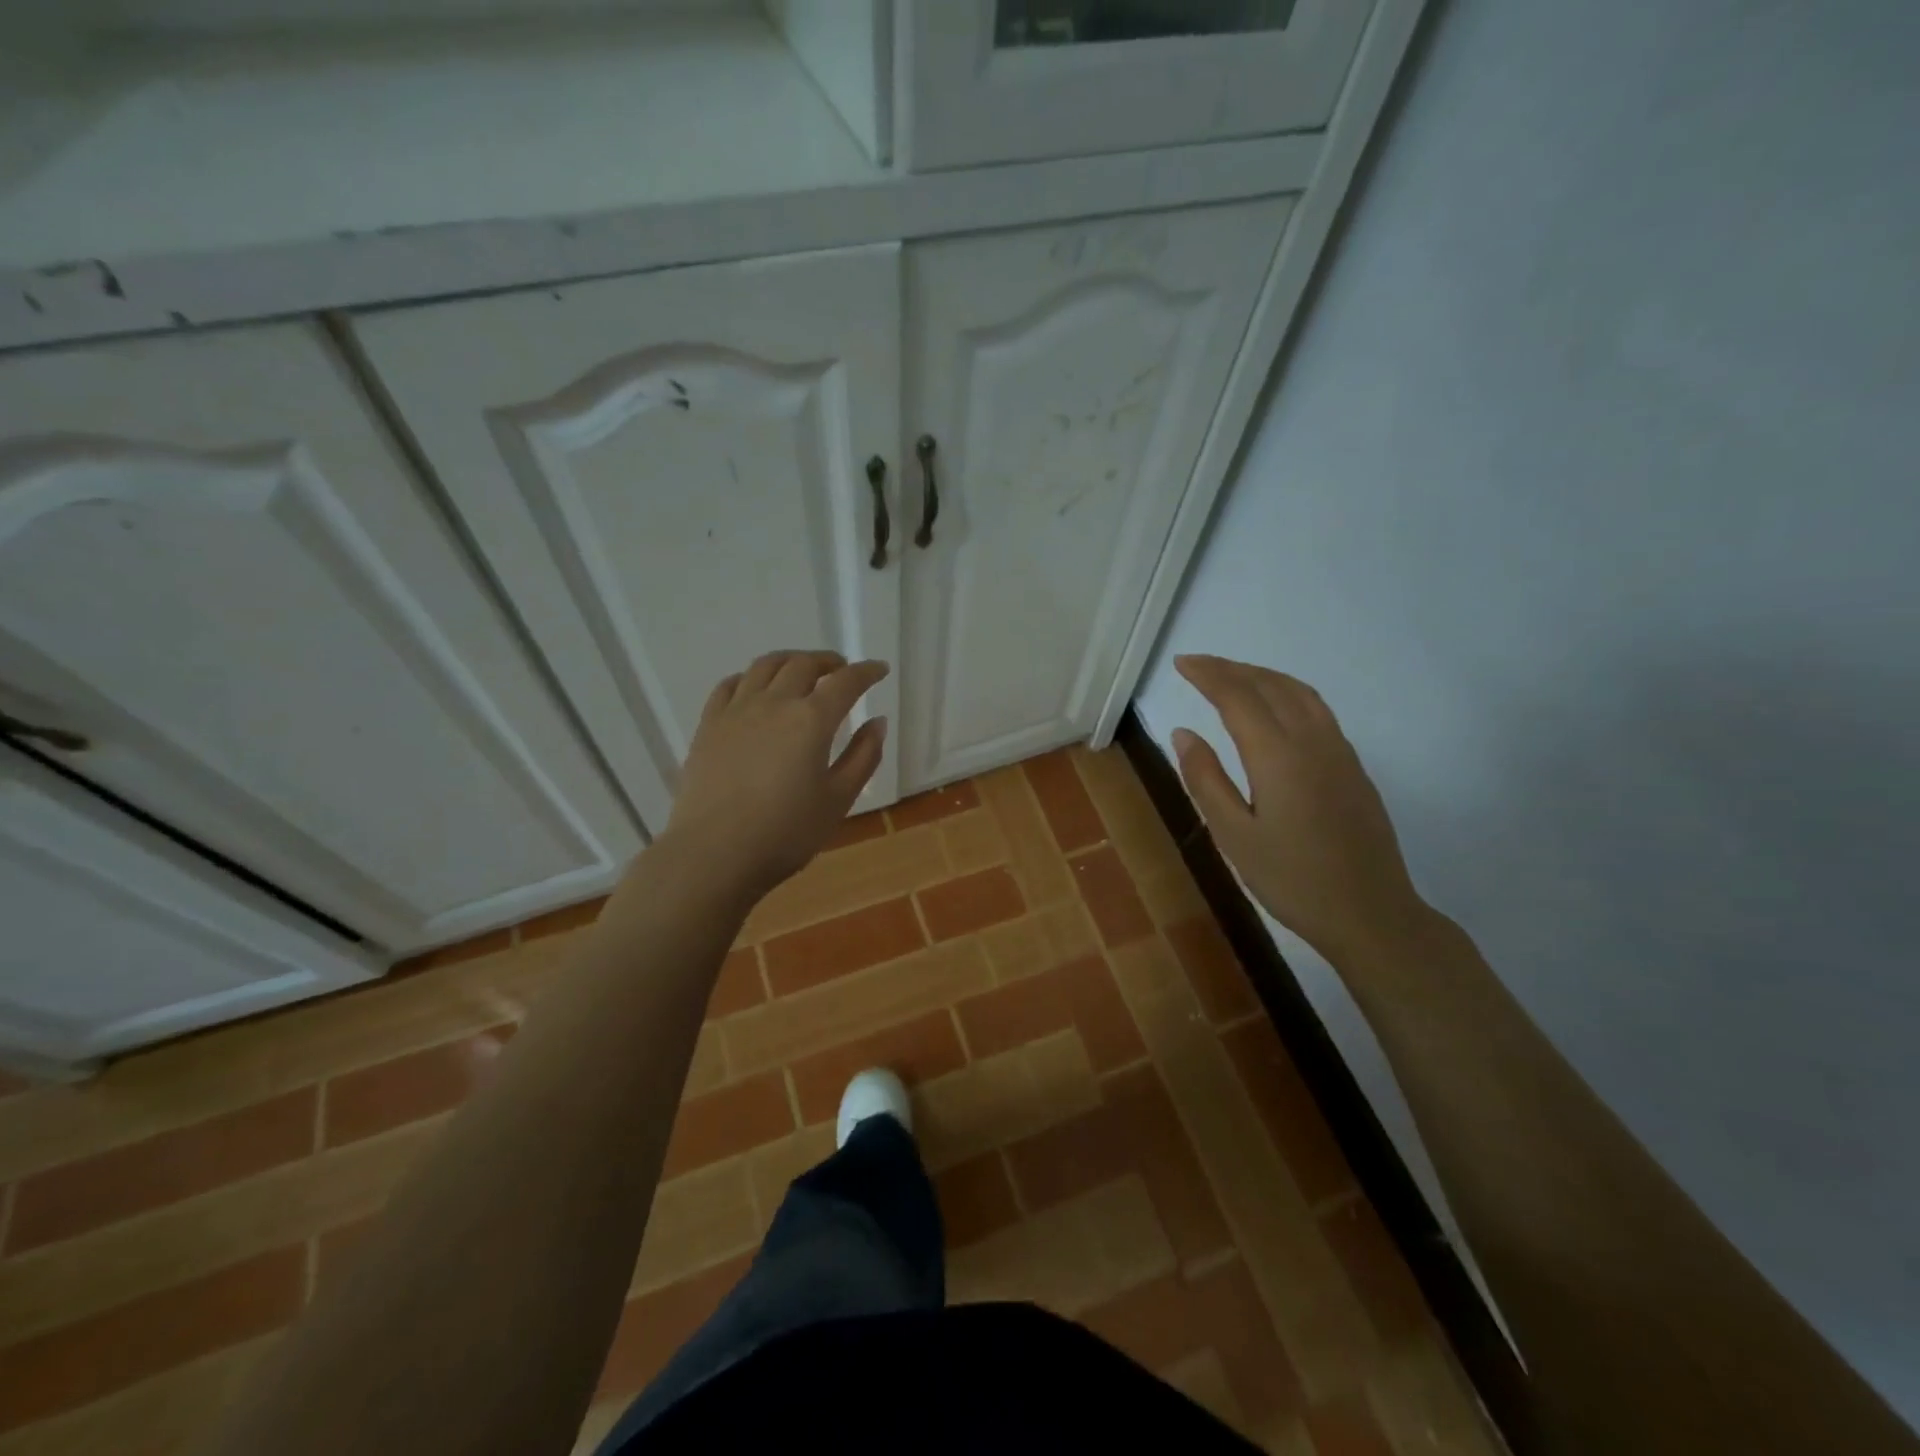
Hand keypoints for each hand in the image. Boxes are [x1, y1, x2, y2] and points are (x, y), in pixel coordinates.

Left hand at [662, 651, 888, 901]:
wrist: (713, 854)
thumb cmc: (785, 833)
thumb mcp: (838, 800)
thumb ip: (863, 757)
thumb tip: (878, 722)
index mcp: (812, 720)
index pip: (846, 682)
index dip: (866, 672)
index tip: (879, 669)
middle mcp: (774, 703)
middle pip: (803, 664)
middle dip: (828, 662)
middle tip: (841, 671)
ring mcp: (736, 711)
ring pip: (765, 666)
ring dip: (790, 661)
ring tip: (801, 670)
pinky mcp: (708, 725)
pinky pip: (730, 685)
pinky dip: (750, 677)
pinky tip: (754, 688)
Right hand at [1171, 654, 1428, 966]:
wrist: (1370, 914)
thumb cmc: (1291, 880)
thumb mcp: (1234, 835)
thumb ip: (1206, 779)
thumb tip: (1184, 732)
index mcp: (1278, 756)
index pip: (1238, 697)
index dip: (1207, 675)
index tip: (1180, 663)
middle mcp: (1312, 741)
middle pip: (1269, 686)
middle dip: (1231, 668)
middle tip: (1197, 665)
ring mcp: (1339, 751)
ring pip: (1299, 692)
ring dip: (1262, 675)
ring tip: (1232, 676)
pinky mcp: (1353, 766)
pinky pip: (1317, 709)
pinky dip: (1287, 691)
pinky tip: (1275, 706)